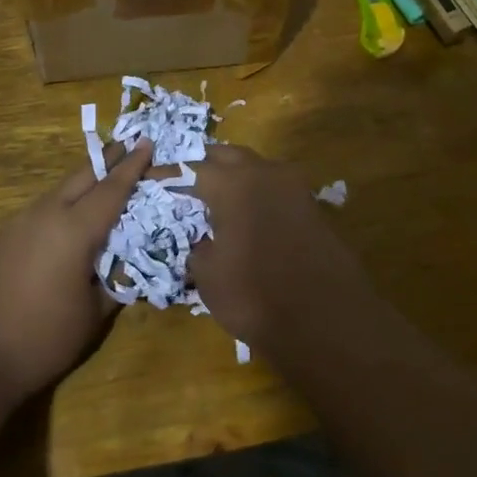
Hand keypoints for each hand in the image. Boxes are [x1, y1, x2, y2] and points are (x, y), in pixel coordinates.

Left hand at [0, 141, 154, 401]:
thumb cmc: (42, 338)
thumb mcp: (93, 316)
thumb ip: (114, 284)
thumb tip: (125, 269)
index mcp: (74, 230)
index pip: (111, 189)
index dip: (132, 166)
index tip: (146, 143)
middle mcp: (46, 215)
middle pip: (81, 176)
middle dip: (106, 160)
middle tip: (127, 146)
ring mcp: (18, 224)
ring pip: (58, 191)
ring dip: (82, 182)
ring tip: (102, 183)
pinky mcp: (2, 239)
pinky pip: (41, 210)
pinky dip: (62, 204)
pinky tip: (68, 220)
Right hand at [186, 144, 369, 343]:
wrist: (326, 319)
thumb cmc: (254, 295)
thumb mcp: (209, 275)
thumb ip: (199, 248)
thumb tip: (205, 242)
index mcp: (233, 183)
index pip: (193, 169)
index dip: (169, 176)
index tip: (151, 179)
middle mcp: (265, 174)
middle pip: (229, 156)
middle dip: (206, 164)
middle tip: (187, 181)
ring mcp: (295, 189)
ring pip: (258, 169)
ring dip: (236, 176)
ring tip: (217, 196)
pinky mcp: (314, 209)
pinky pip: (277, 190)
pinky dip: (258, 195)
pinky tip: (249, 215)